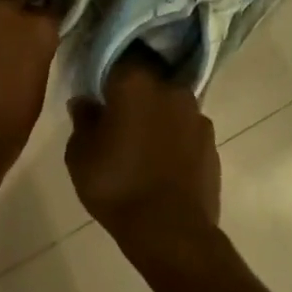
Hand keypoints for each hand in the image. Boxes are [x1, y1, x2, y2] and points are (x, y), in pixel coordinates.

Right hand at [66, 60, 219, 243]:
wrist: (171, 232)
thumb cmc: (117, 186)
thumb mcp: (80, 155)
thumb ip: (82, 120)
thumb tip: (86, 102)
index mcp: (135, 81)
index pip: (118, 59)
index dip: (106, 74)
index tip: (98, 90)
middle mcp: (170, 87)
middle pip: (148, 80)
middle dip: (134, 94)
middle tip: (118, 117)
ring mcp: (196, 114)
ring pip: (169, 105)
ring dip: (157, 116)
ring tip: (142, 143)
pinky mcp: (212, 141)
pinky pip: (186, 130)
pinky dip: (175, 139)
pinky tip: (163, 161)